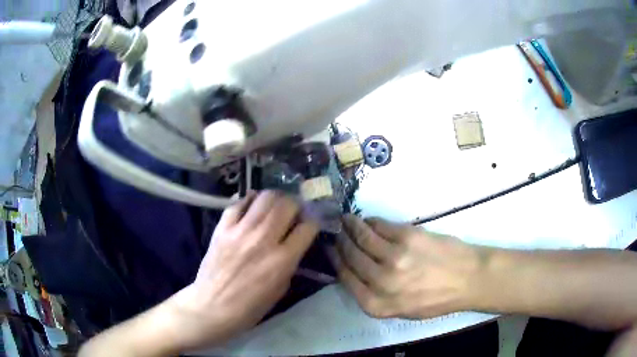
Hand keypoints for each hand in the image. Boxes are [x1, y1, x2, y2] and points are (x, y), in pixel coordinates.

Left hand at [168, 191, 318, 349]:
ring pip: (265, 197)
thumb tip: (293, 243)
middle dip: (296, 205)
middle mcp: (263, 240)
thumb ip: (289, 263)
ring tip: (275, 205)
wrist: (212, 306)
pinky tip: (252, 205)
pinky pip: (238, 203)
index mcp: (282, 260)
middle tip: (294, 211)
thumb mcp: (280, 289)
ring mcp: (240, 231)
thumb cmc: (249, 307)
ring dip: (276, 198)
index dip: (313, 222)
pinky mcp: (222, 228)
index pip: (307, 228)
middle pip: (287, 205)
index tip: (310, 224)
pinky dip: (249, 200)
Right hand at [332, 214, 480, 318]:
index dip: (335, 261)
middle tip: (335, 232)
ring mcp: (394, 257)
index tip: (330, 250)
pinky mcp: (407, 236)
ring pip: (362, 238)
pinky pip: (380, 226)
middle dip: (340, 242)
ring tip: (345, 220)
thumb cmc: (435, 298)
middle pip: (351, 257)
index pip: (345, 278)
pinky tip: (367, 220)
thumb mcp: (401, 310)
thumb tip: (354, 272)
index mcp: (377, 304)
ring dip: (350, 226)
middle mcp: (381, 282)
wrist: (467, 279)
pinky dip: (370, 221)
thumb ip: (375, 296)